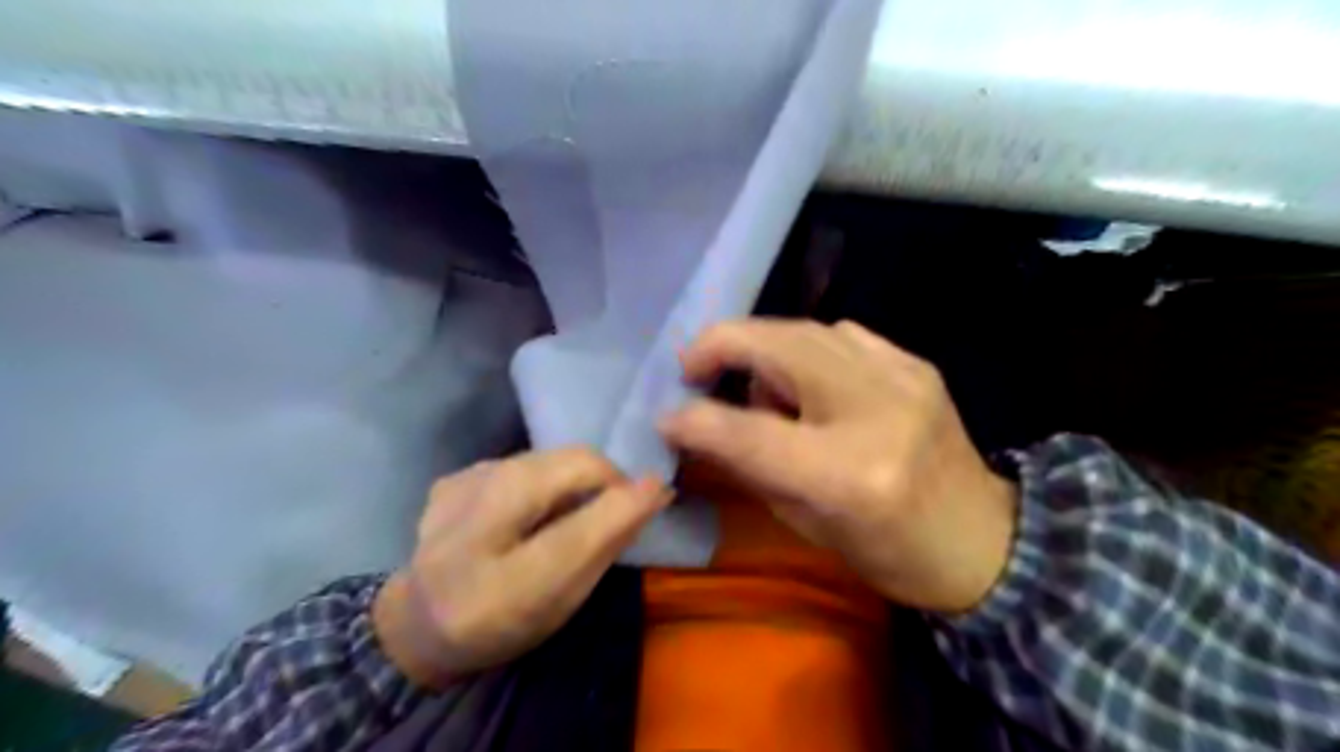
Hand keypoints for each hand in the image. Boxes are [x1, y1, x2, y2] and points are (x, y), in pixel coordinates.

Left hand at [372, 448, 668, 685]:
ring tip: (571, 506)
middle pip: (567, 467)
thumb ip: (604, 548)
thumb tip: (650, 495)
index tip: (662, 492)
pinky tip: (528, 507)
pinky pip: (521, 461)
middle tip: (615, 503)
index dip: (631, 502)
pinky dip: (542, 477)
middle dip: (605, 477)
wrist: (418, 624)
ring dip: (574, 476)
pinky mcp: (456, 475)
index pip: (582, 530)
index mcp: (501, 584)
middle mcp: (472, 526)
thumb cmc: (502, 625)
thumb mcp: (561, 603)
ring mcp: (460, 489)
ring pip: (547, 457)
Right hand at [658, 316, 1017, 611]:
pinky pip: (841, 334)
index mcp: (847, 474)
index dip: (695, 419)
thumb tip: (697, 427)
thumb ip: (750, 466)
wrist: (984, 541)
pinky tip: (801, 374)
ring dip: (761, 344)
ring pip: (807, 328)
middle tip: (691, 365)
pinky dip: (805, 346)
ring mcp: (903, 377)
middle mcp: (876, 410)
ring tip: (748, 376)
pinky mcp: (916, 362)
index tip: (664, 414)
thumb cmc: (889, 552)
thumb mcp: (806, 524)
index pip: (748, 433)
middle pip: (778, 347)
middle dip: (721, 345)